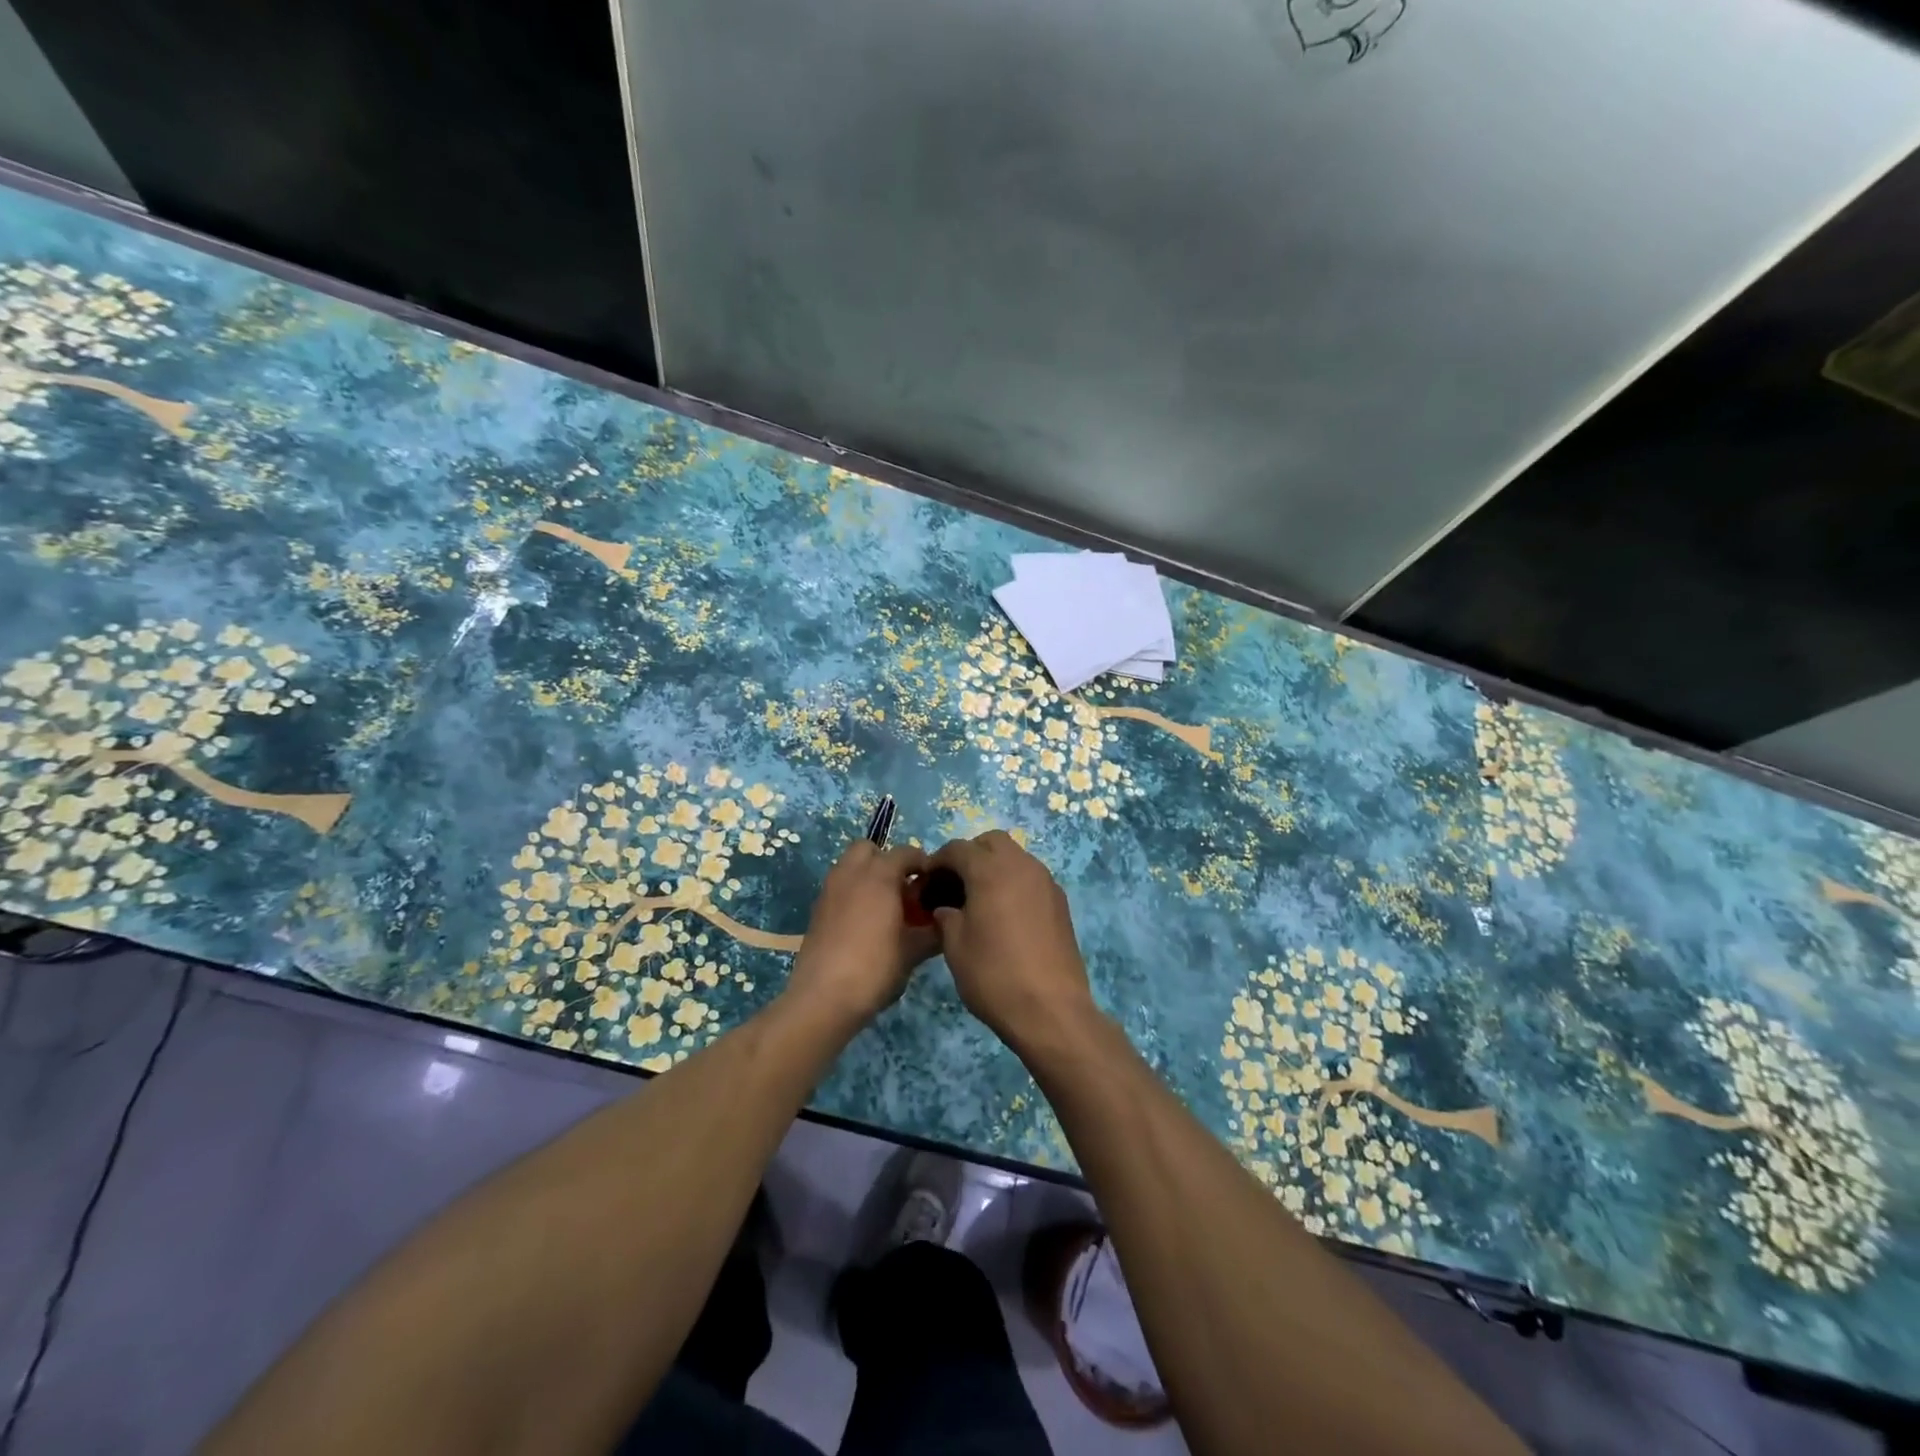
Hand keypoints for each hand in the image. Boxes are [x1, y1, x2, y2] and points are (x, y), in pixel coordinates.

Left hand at [783, 841, 939, 1030]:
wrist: (823, 998)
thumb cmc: (875, 967)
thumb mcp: (913, 951)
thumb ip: (933, 932)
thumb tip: (946, 924)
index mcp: (879, 875)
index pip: (905, 853)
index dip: (923, 864)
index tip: (934, 883)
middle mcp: (851, 873)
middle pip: (868, 849)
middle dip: (887, 861)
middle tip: (903, 888)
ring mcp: (829, 890)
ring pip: (849, 867)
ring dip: (868, 876)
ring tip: (885, 907)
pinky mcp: (817, 910)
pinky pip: (839, 888)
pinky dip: (853, 894)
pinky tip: (865, 924)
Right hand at [925, 831, 1096, 1048]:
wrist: (1051, 1010)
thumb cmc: (994, 975)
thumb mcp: (955, 947)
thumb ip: (946, 917)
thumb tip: (946, 908)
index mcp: (991, 870)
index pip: (958, 849)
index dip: (937, 861)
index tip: (926, 881)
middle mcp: (1021, 866)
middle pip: (991, 842)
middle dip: (970, 854)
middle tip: (954, 884)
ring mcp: (1045, 882)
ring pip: (1015, 856)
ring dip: (994, 867)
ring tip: (979, 899)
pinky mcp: (1060, 902)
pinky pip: (1031, 877)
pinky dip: (1013, 883)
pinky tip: (1005, 914)